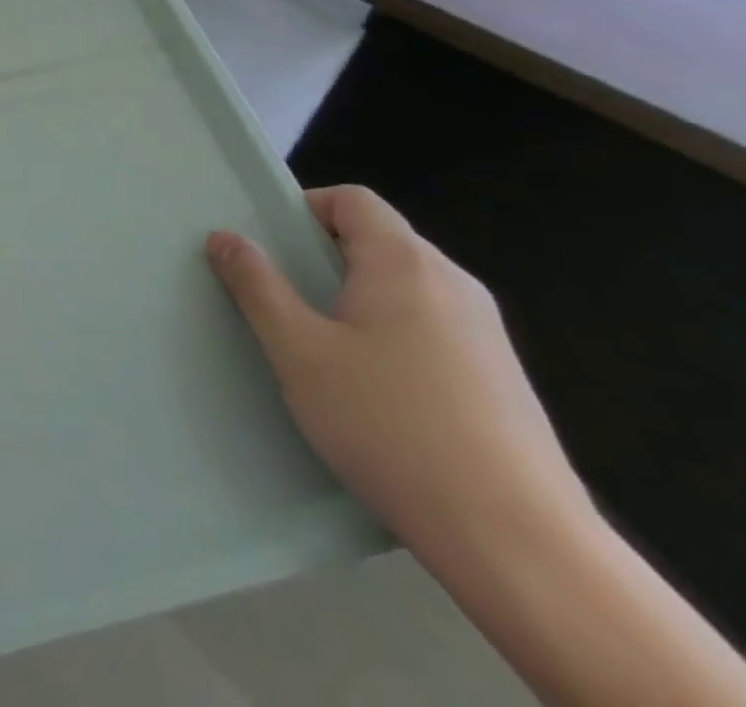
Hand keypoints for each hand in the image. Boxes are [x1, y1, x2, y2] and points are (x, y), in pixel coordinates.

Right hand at [205, 185, 589, 572]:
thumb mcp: (299, 351)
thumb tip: (225, 237)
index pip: (352, 200)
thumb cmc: (391, 426)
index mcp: (405, 262)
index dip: (304, 210)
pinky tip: (374, 394)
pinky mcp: (502, 379)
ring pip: (402, 289)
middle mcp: (452, 283)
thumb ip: (257, 286)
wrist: (520, 546)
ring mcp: (486, 333)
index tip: (270, 251)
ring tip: (321, 351)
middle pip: (376, 241)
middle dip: (322, 260)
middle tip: (282, 302)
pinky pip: (430, 329)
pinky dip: (391, 337)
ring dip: (355, 302)